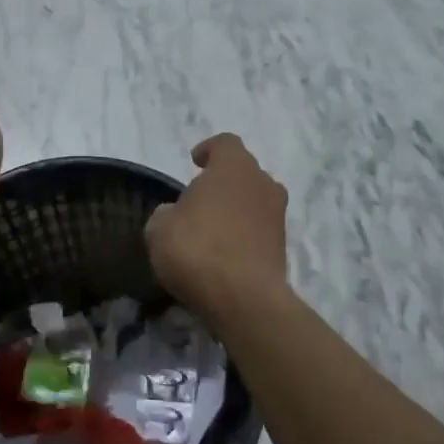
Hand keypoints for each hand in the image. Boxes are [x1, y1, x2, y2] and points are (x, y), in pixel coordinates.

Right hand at [145, 134, 289, 318]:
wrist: (244, 300)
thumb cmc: (197, 249)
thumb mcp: (160, 227)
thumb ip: (167, 213)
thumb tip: (175, 214)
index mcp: (234, 167)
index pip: (226, 143)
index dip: (209, 149)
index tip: (195, 162)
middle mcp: (262, 184)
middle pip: (244, 172)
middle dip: (224, 181)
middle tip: (201, 198)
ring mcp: (278, 217)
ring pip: (255, 202)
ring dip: (236, 209)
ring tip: (212, 228)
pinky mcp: (283, 248)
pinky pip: (259, 231)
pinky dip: (244, 236)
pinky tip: (224, 254)